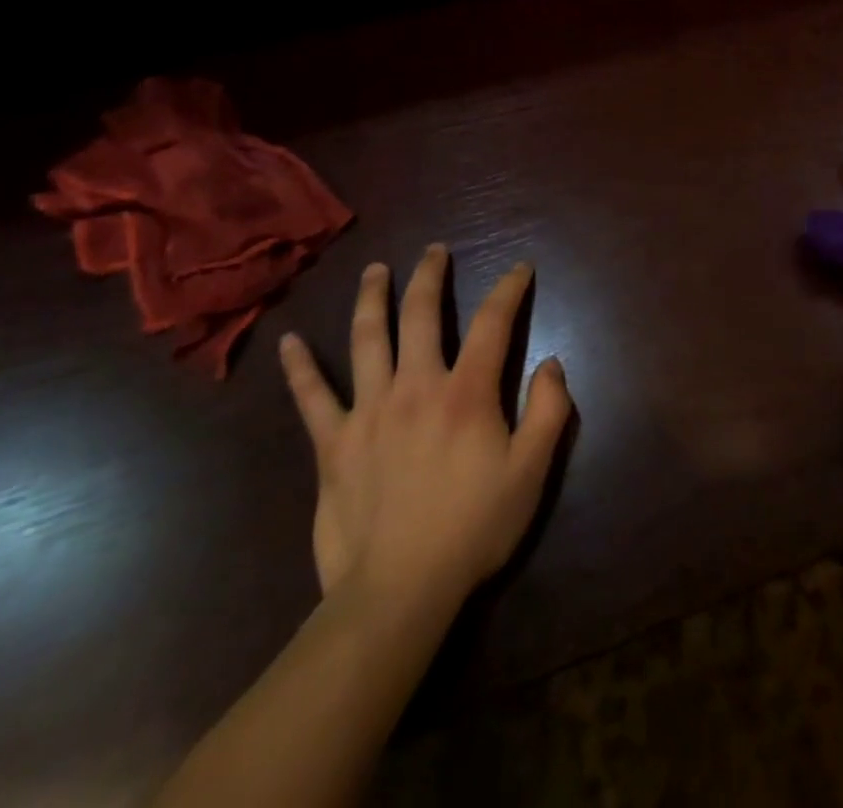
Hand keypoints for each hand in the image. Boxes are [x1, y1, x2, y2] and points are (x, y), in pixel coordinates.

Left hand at [277, 247, 573, 622]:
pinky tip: (290, 342)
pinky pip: (312, 398)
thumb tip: (551, 362)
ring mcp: (369, 411)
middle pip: (421, 315)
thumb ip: (549, 411)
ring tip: (375, 270)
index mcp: (467, 392)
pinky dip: (300, 368)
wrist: (398, 591)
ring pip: (367, 339)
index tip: (519, 268)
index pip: (492, 323)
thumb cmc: (474, 528)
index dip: (508, 289)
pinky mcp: (333, 443)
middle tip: (434, 251)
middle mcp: (416, 386)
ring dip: (371, 298)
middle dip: (430, 276)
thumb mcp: (532, 472)